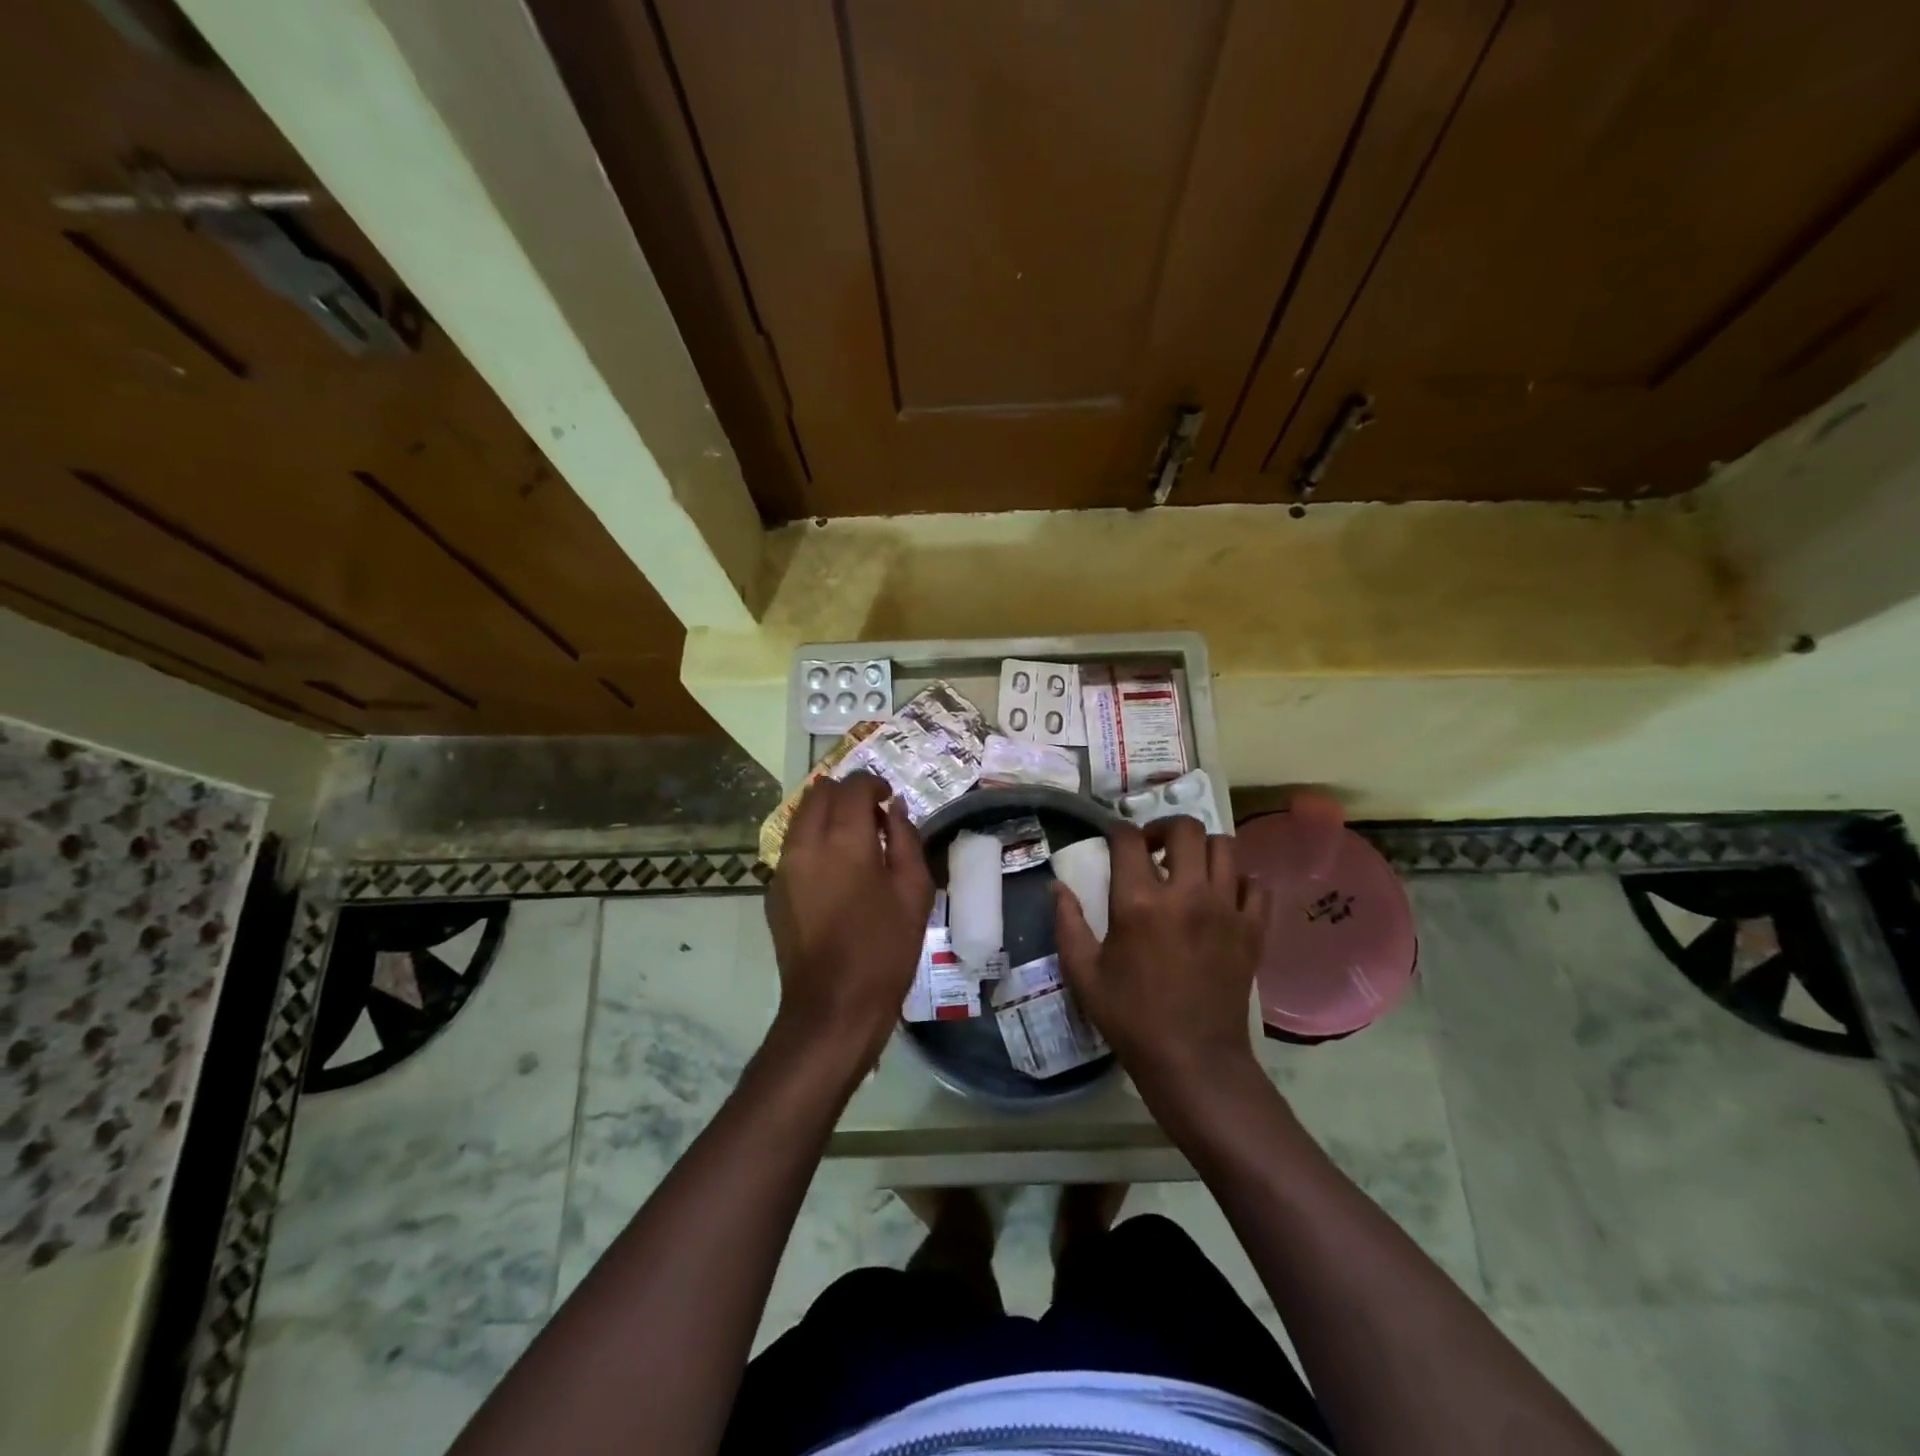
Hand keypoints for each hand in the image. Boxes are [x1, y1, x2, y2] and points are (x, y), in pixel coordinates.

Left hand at [764, 773, 932, 1069]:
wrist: (833, 1006)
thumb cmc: (885, 949)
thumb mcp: (914, 892)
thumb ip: (906, 840)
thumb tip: (895, 810)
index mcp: (844, 840)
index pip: (852, 787)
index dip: (872, 784)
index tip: (889, 798)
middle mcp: (806, 843)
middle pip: (818, 792)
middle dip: (846, 793)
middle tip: (872, 815)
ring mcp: (783, 867)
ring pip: (800, 817)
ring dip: (826, 814)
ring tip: (853, 840)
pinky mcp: (774, 891)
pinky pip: (792, 847)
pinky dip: (813, 841)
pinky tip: (834, 870)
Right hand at [1053, 816, 1268, 1101]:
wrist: (1193, 1060)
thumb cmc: (1131, 1017)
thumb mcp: (1083, 973)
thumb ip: (1067, 923)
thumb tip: (1057, 886)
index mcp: (1139, 902)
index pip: (1128, 839)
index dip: (1117, 831)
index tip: (1112, 841)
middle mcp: (1186, 894)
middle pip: (1185, 828)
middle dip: (1164, 828)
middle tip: (1153, 849)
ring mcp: (1226, 909)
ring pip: (1224, 847)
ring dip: (1202, 849)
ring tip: (1188, 868)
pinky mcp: (1253, 929)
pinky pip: (1255, 884)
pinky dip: (1239, 880)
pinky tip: (1222, 896)